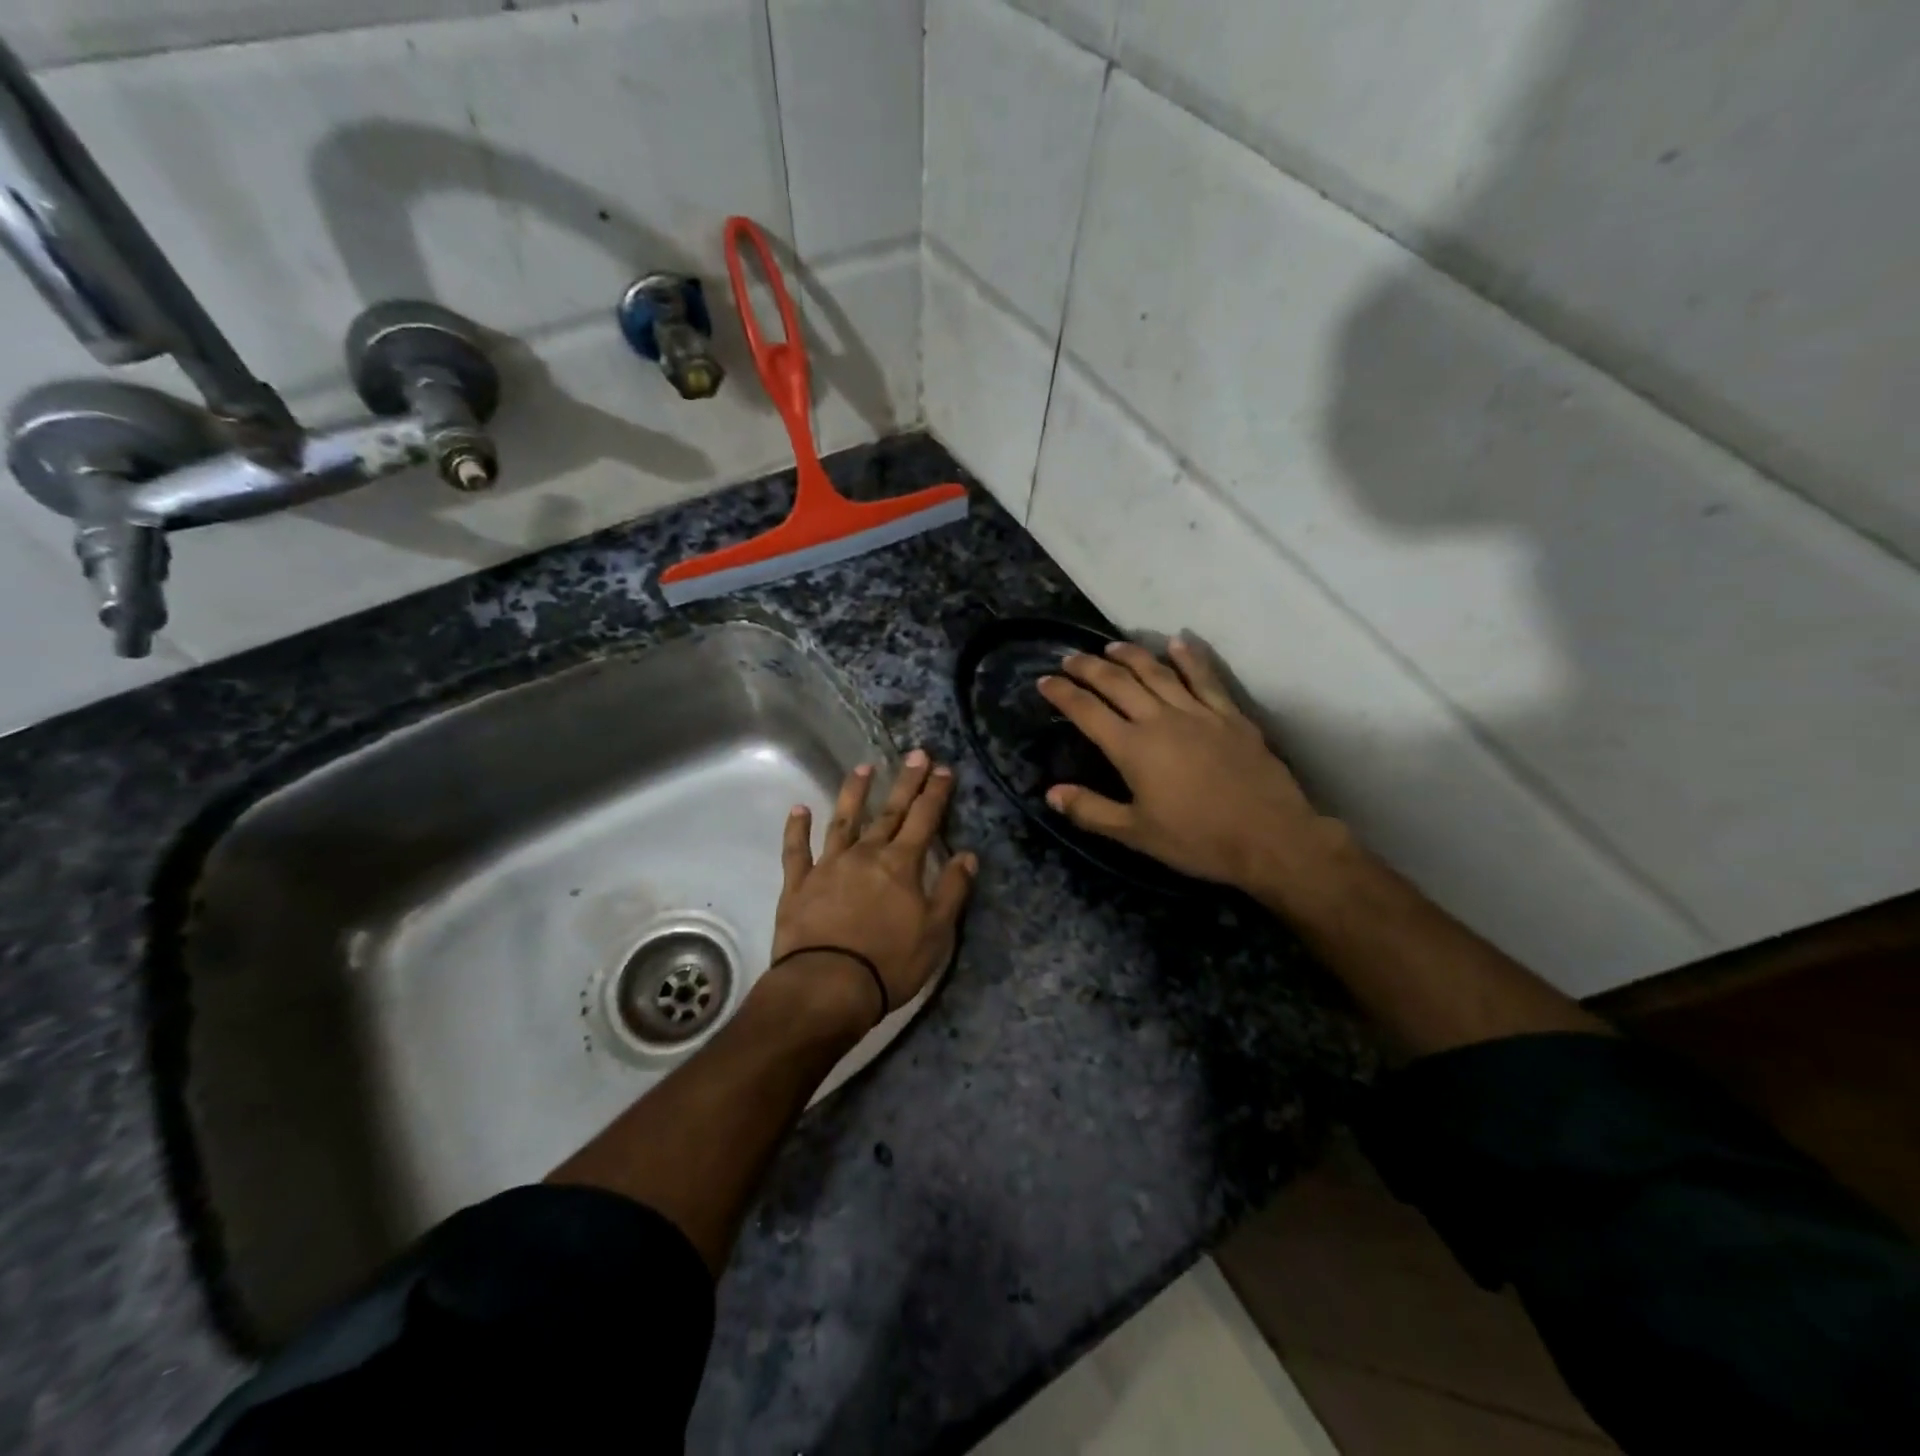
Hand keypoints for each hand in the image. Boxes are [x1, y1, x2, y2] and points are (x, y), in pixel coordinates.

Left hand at [770, 751, 976, 1026]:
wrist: (827, 985)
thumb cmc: (889, 962)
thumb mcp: (936, 932)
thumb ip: (952, 890)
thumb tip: (968, 855)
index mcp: (901, 864)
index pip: (924, 819)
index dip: (935, 793)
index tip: (943, 768)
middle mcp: (866, 854)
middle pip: (890, 812)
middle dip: (905, 782)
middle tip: (916, 754)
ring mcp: (829, 866)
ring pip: (843, 820)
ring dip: (855, 793)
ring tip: (864, 767)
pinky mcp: (799, 884)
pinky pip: (797, 850)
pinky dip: (797, 828)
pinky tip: (799, 809)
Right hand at [1037, 639, 1337, 894]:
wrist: (1270, 838)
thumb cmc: (1198, 840)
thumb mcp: (1136, 834)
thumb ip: (1091, 810)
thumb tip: (1051, 793)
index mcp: (1133, 748)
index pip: (1087, 712)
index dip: (1063, 694)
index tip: (1044, 681)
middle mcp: (1160, 720)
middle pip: (1118, 683)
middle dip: (1089, 668)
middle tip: (1070, 658)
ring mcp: (1198, 713)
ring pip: (1157, 672)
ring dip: (1131, 655)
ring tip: (1111, 646)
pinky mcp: (1229, 716)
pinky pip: (1205, 678)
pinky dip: (1189, 658)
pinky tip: (1178, 642)